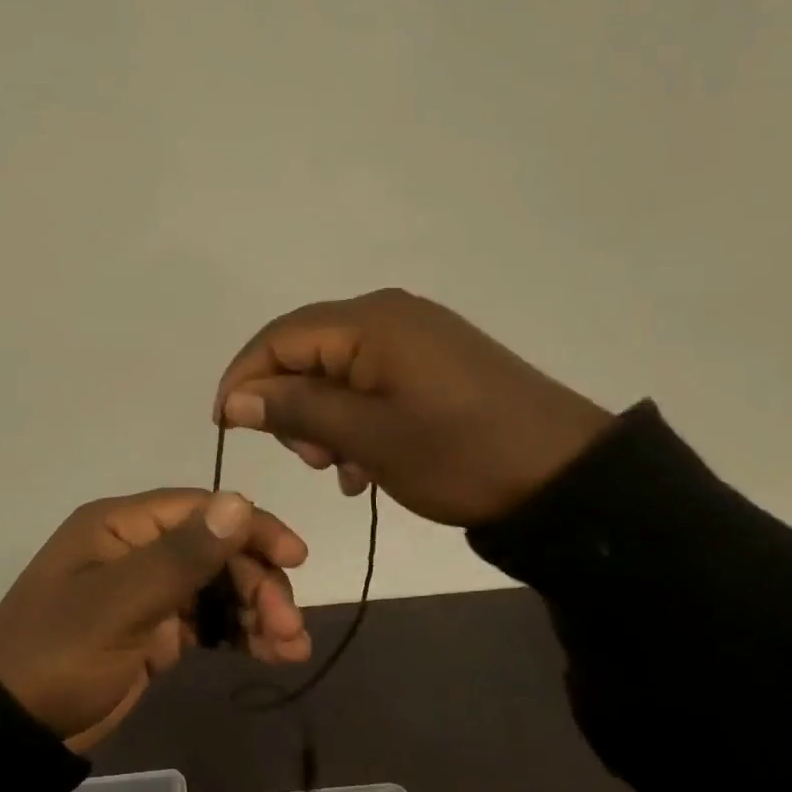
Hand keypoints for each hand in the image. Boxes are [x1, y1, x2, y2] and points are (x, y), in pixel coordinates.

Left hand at [0, 488, 309, 751]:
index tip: (296, 557)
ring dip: (257, 610)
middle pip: (216, 549)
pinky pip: (207, 621)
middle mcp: (137, 549)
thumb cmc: (58, 655)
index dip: (251, 527)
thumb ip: (181, 557)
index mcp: (121, 526)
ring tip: (290, 649)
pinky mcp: (154, 631)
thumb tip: (239, 502)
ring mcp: (147, 591)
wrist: (10, 729)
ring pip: (218, 586)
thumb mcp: (119, 605)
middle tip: (289, 627)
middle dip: (258, 582)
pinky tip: (270, 654)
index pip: (200, 510)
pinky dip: (238, 633)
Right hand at [215, 288, 612, 527]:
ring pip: (336, 371)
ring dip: (323, 419)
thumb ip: (296, 410)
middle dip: (290, 405)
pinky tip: (364, 464)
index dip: (243, 379)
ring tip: (339, 468)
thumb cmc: (459, 454)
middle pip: (306, 351)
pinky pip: (371, 382)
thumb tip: (235, 398)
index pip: (278, 338)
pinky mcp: (434, 362)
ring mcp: (415, 337)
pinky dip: (355, 420)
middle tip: (308, 459)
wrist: (566, 476)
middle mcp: (388, 315)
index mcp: (369, 322)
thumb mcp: (368, 438)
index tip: (225, 427)